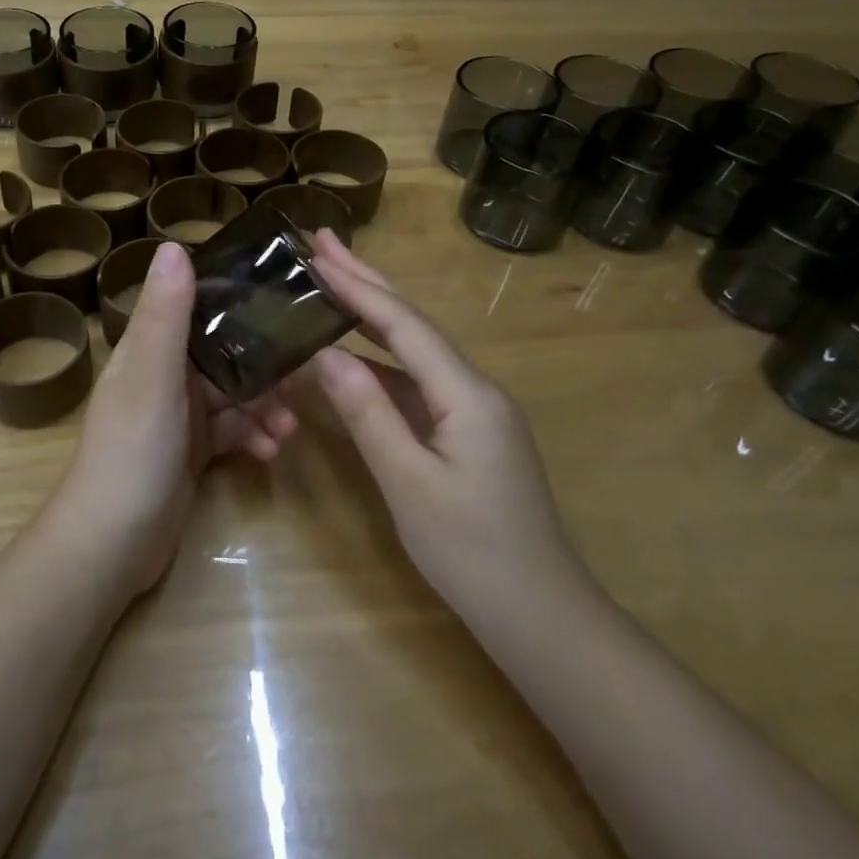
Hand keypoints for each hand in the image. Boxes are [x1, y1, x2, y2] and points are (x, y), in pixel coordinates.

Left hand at [52, 240, 297, 595]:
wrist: (113, 543)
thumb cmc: (131, 451)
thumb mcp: (151, 376)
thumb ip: (165, 314)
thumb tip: (174, 245)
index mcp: (149, 348)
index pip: (194, 306)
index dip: (234, 298)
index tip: (280, 297)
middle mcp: (163, 374)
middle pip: (223, 352)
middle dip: (262, 364)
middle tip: (302, 376)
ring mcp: (178, 415)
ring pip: (233, 394)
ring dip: (264, 406)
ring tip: (289, 427)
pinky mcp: (192, 451)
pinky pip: (232, 431)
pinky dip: (253, 437)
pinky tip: (271, 452)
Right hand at [307, 231, 585, 617]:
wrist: (541, 616)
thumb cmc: (472, 552)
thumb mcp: (408, 483)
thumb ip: (367, 413)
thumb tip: (324, 354)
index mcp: (466, 392)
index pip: (402, 323)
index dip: (357, 286)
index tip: (316, 252)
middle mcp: (474, 388)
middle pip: (412, 323)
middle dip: (366, 280)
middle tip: (323, 242)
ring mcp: (474, 410)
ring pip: (414, 350)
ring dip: (371, 316)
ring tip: (330, 283)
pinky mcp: (467, 432)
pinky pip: (416, 382)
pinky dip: (379, 360)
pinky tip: (353, 356)